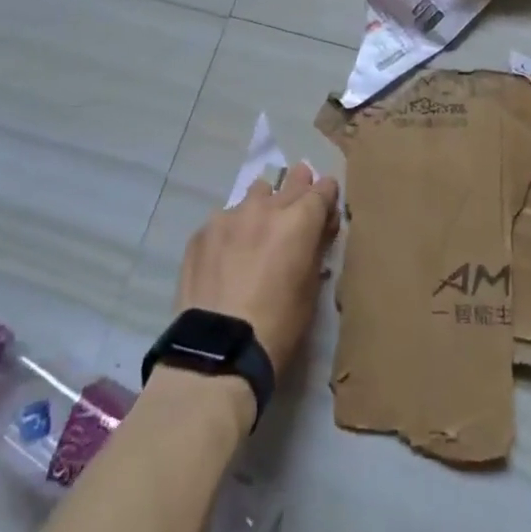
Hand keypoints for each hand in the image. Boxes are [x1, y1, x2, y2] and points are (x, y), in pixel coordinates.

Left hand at [174, 163, 339, 375]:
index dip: (328, 195)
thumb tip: (320, 228)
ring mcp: (230, 216)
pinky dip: (233, 229)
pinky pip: (225, 219)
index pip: (323, 189)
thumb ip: (316, 249)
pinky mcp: (202, 232)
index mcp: (299, 221)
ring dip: (263, 204)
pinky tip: (227, 254)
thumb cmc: (278, 325)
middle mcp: (266, 208)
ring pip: (254, 194)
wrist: (217, 349)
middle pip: (290, 182)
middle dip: (299, 186)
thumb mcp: (310, 289)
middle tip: (300, 195)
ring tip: (259, 227)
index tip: (327, 205)